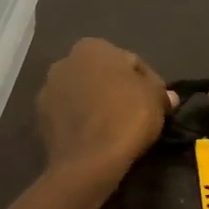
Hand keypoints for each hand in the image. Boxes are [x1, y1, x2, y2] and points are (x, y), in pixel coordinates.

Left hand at [37, 38, 174, 178]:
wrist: (88, 161)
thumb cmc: (126, 118)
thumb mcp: (156, 99)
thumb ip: (160, 91)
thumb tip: (167, 96)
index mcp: (92, 47)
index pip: (129, 61)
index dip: (147, 81)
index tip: (156, 101)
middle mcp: (64, 62)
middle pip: (101, 75)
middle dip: (117, 89)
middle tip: (138, 112)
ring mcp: (47, 91)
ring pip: (83, 95)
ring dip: (98, 105)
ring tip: (117, 127)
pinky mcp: (40, 119)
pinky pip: (70, 116)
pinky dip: (83, 122)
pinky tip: (98, 137)